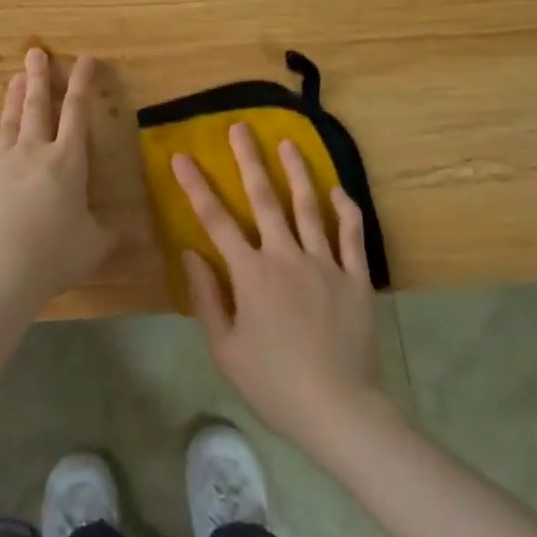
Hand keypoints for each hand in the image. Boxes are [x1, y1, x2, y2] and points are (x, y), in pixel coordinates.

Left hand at [0, 48, 119, 315]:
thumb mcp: (94, 246)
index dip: (83, 85)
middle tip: (36, 52)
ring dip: (14, 99)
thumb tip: (140, 234)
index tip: (86, 59)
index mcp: (67, 163)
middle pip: (38, 109)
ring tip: (17, 76)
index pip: (77, 114)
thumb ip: (114, 235)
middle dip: (40, 79)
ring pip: (8, 123)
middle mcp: (33, 154)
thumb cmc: (54, 255)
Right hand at [175, 125, 383, 454]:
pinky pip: (352, 236)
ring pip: (309, 207)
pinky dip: (345, 210)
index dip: (195, 186)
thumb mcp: (225, 349)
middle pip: (264, 199)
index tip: (181, 157)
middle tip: (240, 127)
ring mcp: (325, 264)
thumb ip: (207, 297)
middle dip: (249, 160)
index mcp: (251, 275)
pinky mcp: (356, 278)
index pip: (216, 221)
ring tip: (287, 142)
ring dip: (297, 171)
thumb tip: (191, 253)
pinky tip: (338, 190)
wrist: (339, 410)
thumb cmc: (273, 384)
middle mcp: (287, 257)